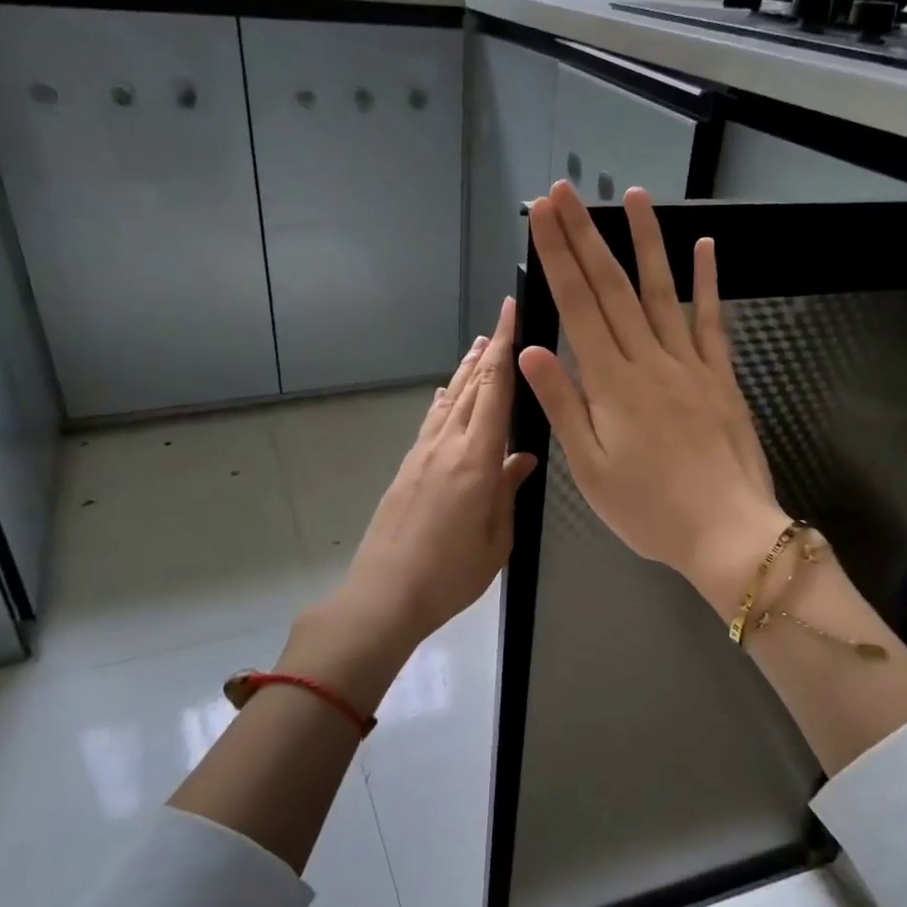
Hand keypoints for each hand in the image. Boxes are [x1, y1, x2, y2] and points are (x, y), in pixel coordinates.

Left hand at [318, 296, 538, 676]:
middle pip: (471, 387)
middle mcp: (448, 446)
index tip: (511, 311)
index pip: (495, 389)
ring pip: (449, 401)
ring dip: (466, 371)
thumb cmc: (451, 574)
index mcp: (477, 460)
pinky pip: (431, 422)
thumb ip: (508, 491)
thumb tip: (522, 458)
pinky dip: (444, 401)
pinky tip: (446, 395)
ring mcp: (422, 455)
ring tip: (479, 348)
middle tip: (502, 323)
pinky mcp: (407, 469)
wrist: (385, 595)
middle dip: (489, 352)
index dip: (506, 347)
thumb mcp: (497, 538)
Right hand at [517, 180, 787, 618]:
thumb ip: (562, 405)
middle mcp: (650, 361)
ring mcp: (690, 364)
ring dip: (646, 242)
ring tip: (634, 196)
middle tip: (567, 191)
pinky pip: (713, 321)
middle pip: (613, 288)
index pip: (578, 307)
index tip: (543, 215)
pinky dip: (708, 282)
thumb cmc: (649, 509)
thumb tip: (530, 350)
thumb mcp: (590, 469)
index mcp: (611, 384)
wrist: (727, 531)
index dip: (558, 257)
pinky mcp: (721, 376)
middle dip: (586, 236)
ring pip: (662, 292)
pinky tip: (704, 247)